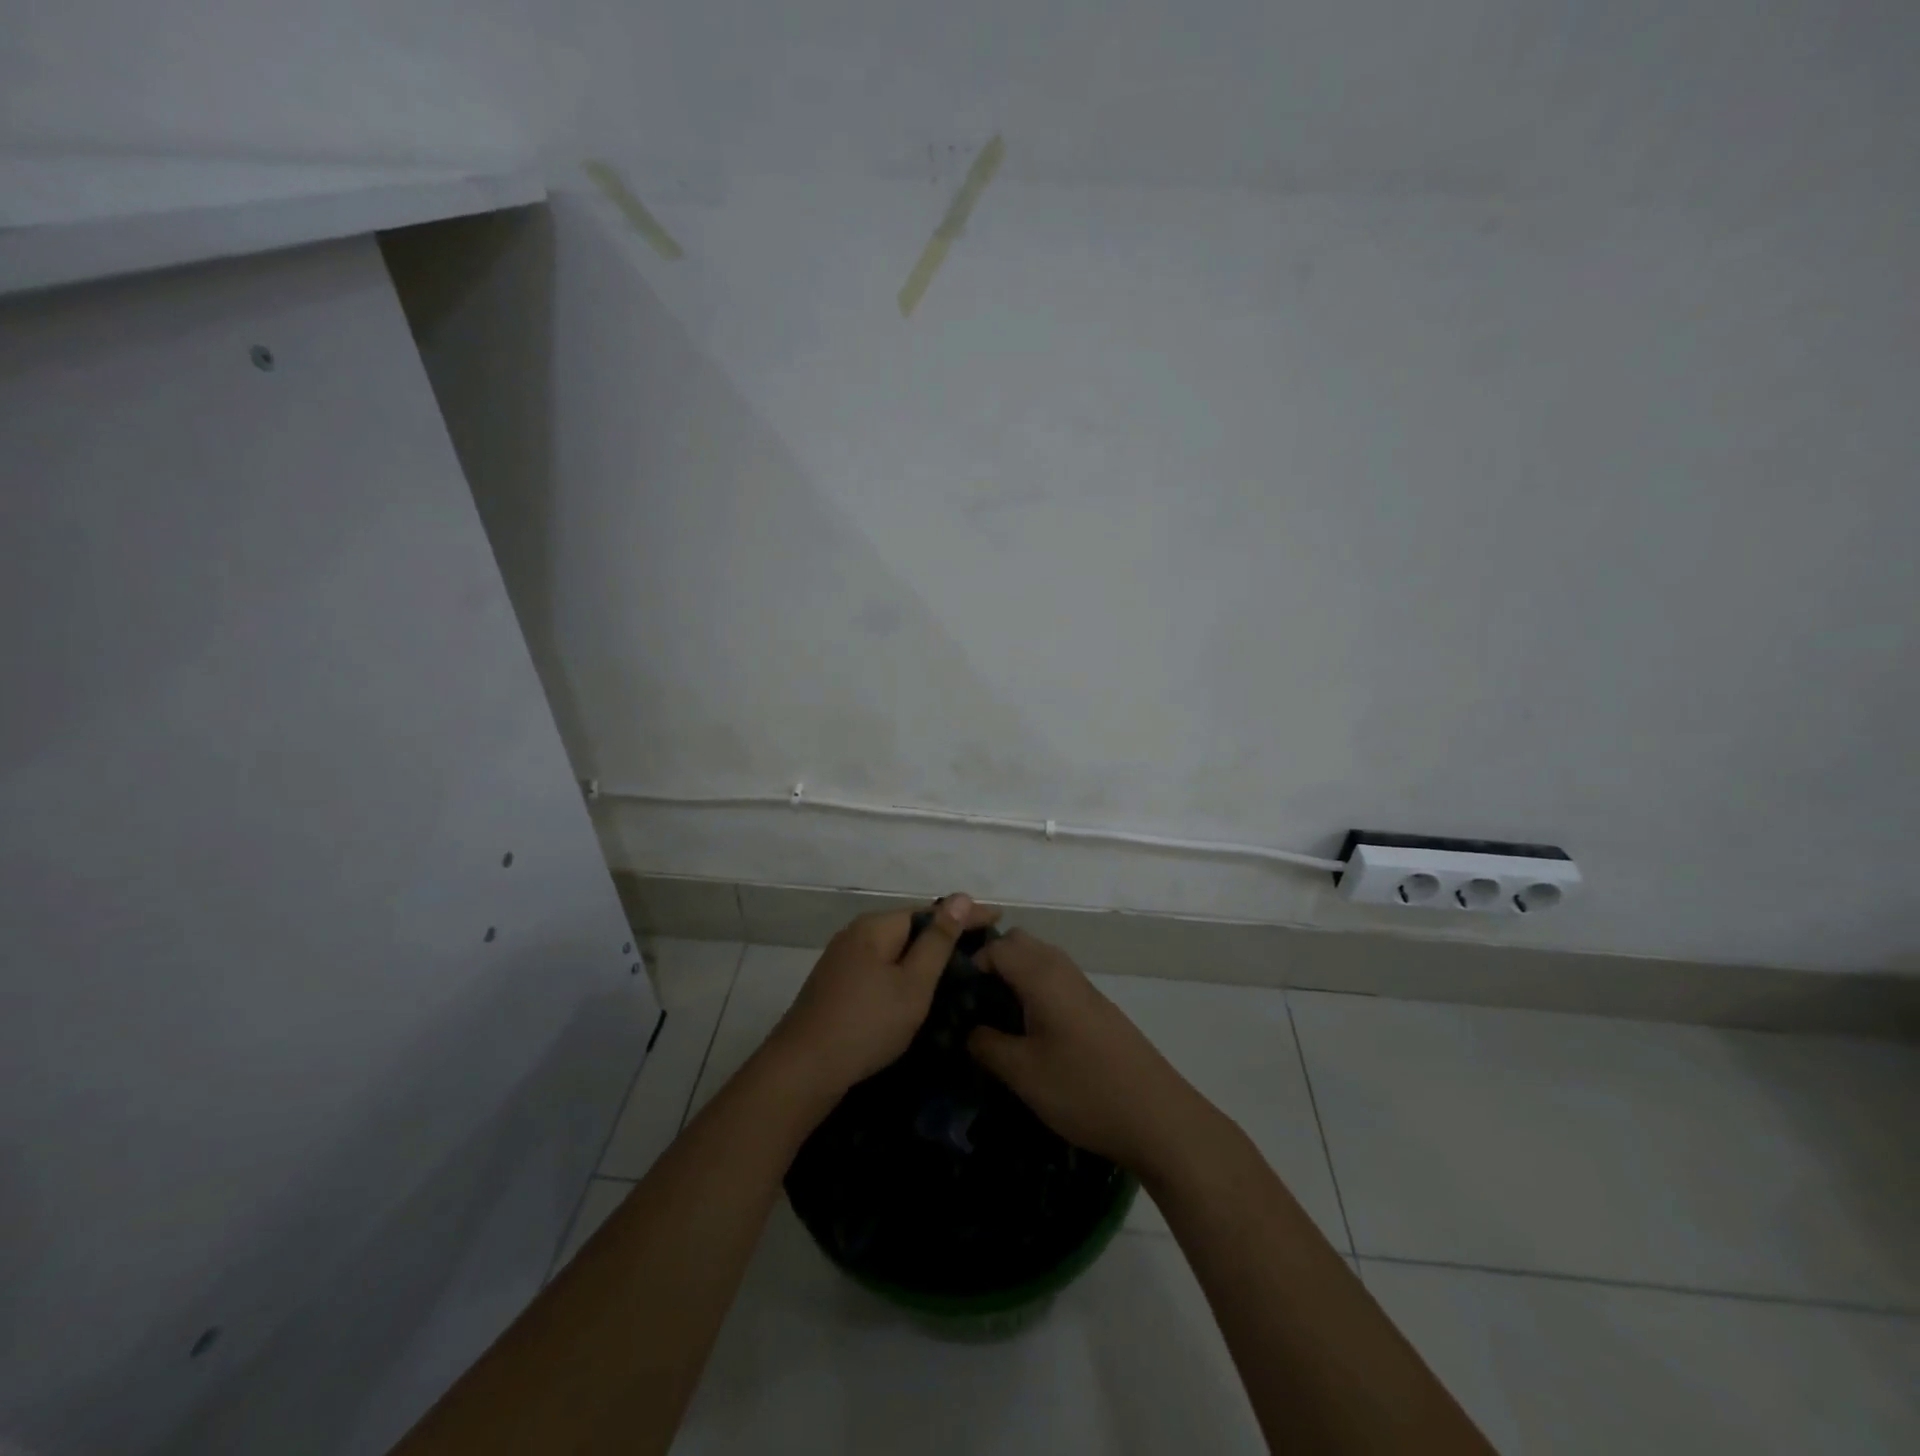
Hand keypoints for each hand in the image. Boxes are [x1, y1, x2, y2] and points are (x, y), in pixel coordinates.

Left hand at [771, 894, 1000, 1097]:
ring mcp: (842, 960)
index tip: (998, 918)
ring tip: (957, 969)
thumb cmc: (866, 1024)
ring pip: (893, 950)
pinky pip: (880, 968)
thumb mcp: (913, 984)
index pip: (929, 911)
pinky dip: (903, 973)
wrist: (802, 1071)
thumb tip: (960, 897)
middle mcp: (856, 935)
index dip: (964, 915)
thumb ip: (938, 942)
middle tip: (982, 947)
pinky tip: (917, 989)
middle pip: (909, 927)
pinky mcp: (836, 986)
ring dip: (923, 956)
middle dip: (944, 935)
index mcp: (875, 927)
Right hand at [966, 931, 1195, 1173]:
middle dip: (993, 962)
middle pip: (1021, 943)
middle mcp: (1064, 971)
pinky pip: (1057, 980)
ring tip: (997, 1016)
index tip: (953, 996)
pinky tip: (1031, 1031)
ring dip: (1016, 975)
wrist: (1157, 1117)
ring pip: (1041, 960)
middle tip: (974, 1001)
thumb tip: (968, 1029)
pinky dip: (1036, 989)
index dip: (970, 964)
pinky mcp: (1098, 1008)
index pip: (997, 947)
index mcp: (1043, 977)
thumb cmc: (1083, 1089)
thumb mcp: (1023, 1073)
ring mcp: (1085, 988)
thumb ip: (987, 1045)